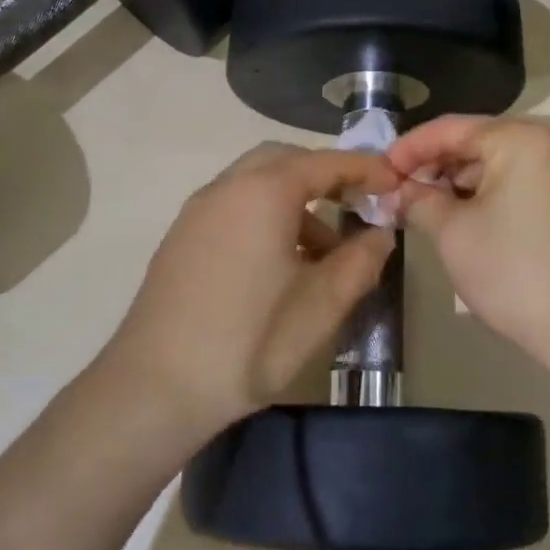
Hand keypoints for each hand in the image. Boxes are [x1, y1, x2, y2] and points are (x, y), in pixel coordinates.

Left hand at [101, 143, 399, 436]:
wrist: (154, 388)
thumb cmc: (250, 341)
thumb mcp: (322, 304)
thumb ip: (360, 260)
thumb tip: (380, 234)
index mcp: (264, 192)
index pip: (325, 162)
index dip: (365, 168)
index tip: (394, 182)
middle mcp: (227, 188)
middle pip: (284, 161)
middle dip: (325, 175)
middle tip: (357, 205)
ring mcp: (197, 212)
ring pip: (255, 184)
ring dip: (295, 200)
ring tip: (323, 252)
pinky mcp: (181, 238)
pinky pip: (233, 207)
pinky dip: (265, 216)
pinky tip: (280, 266)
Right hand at [387, 117, 549, 362]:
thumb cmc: (512, 269)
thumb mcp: (452, 232)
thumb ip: (418, 200)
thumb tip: (397, 191)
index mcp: (520, 139)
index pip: (452, 128)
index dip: (409, 147)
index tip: (379, 169)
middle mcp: (548, 143)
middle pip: (476, 141)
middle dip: (433, 164)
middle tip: (397, 189)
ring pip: (495, 162)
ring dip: (457, 180)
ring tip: (421, 205)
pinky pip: (516, 181)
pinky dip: (484, 193)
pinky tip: (457, 214)